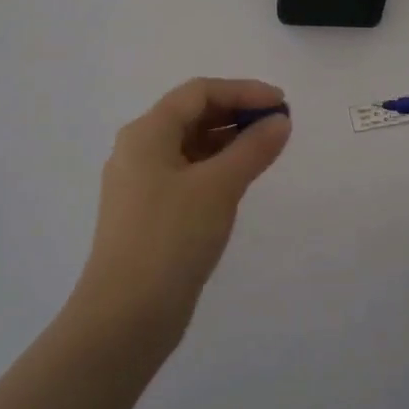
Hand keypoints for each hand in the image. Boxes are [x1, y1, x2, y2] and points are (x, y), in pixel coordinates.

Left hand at [74, 78, 291, 347]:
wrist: (126, 317)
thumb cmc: (171, 239)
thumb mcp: (219, 187)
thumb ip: (253, 148)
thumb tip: (280, 121)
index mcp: (146, 133)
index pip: (199, 92)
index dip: (243, 91)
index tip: (282, 104)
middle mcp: (138, 150)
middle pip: (192, 115)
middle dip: (236, 114)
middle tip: (278, 126)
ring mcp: (140, 183)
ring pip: (190, 146)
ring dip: (228, 141)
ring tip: (266, 150)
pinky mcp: (148, 213)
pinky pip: (186, 174)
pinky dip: (216, 168)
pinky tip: (240, 180)